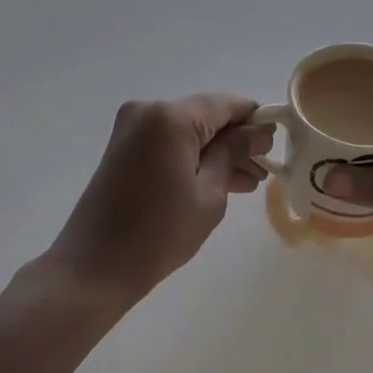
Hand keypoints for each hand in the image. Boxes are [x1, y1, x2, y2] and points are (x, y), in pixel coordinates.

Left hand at [43, 95, 272, 305]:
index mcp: (171, 116)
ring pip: (188, 130)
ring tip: (247, 182)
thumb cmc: (159, 233)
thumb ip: (234, 154)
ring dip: (216, 151)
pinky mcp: (124, 147)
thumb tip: (259, 131)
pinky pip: (169, 142)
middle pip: (206, 115)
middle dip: (236, 140)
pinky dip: (192, 157)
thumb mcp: (210, 194)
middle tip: (263, 170)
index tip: (278, 144)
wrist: (94, 268)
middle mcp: (149, 110)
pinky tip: (218, 181)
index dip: (256, 121)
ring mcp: (132, 128)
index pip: (226, 105)